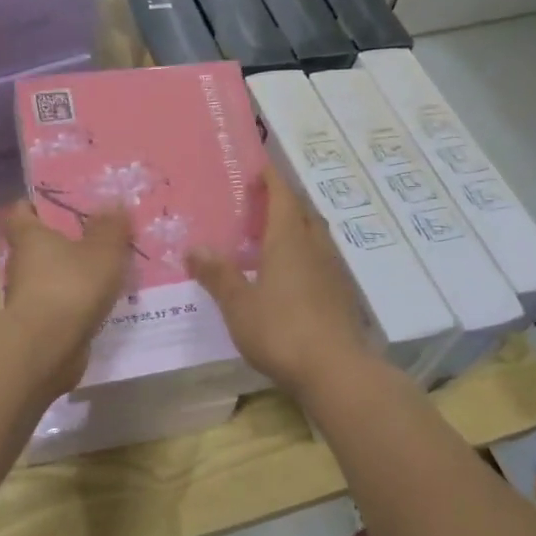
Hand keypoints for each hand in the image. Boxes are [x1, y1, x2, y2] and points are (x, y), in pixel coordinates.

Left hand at [0, 199, 131, 397]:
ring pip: (51, 275)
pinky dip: (76, 300)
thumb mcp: (103, 250)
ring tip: (106, 268)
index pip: (22, 211)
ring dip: (72, 273)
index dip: (37, 204)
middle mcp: (22, 263)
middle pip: (39, 244)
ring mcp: (28, 296)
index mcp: (30, 236)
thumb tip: (114, 202)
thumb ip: (111, 227)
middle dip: (64, 240)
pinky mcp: (40, 324)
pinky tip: (102, 300)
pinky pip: (61, 302)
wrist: (48, 347)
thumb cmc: (71, 286)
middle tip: (97, 233)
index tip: (60, 202)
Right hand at [186, 168, 372, 395]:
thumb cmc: (281, 331)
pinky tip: (292, 275)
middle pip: (302, 213)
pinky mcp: (341, 295)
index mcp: (289, 241)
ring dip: (296, 229)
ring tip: (274, 236)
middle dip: (284, 202)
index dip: (271, 179)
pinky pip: (321, 261)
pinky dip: (305, 255)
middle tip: (260, 203)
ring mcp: (332, 271)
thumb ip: (218, 275)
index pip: (282, 197)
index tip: (259, 166)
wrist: (335, 369)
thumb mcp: (239, 305)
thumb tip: (194, 248)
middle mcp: (315, 248)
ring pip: (315, 237)